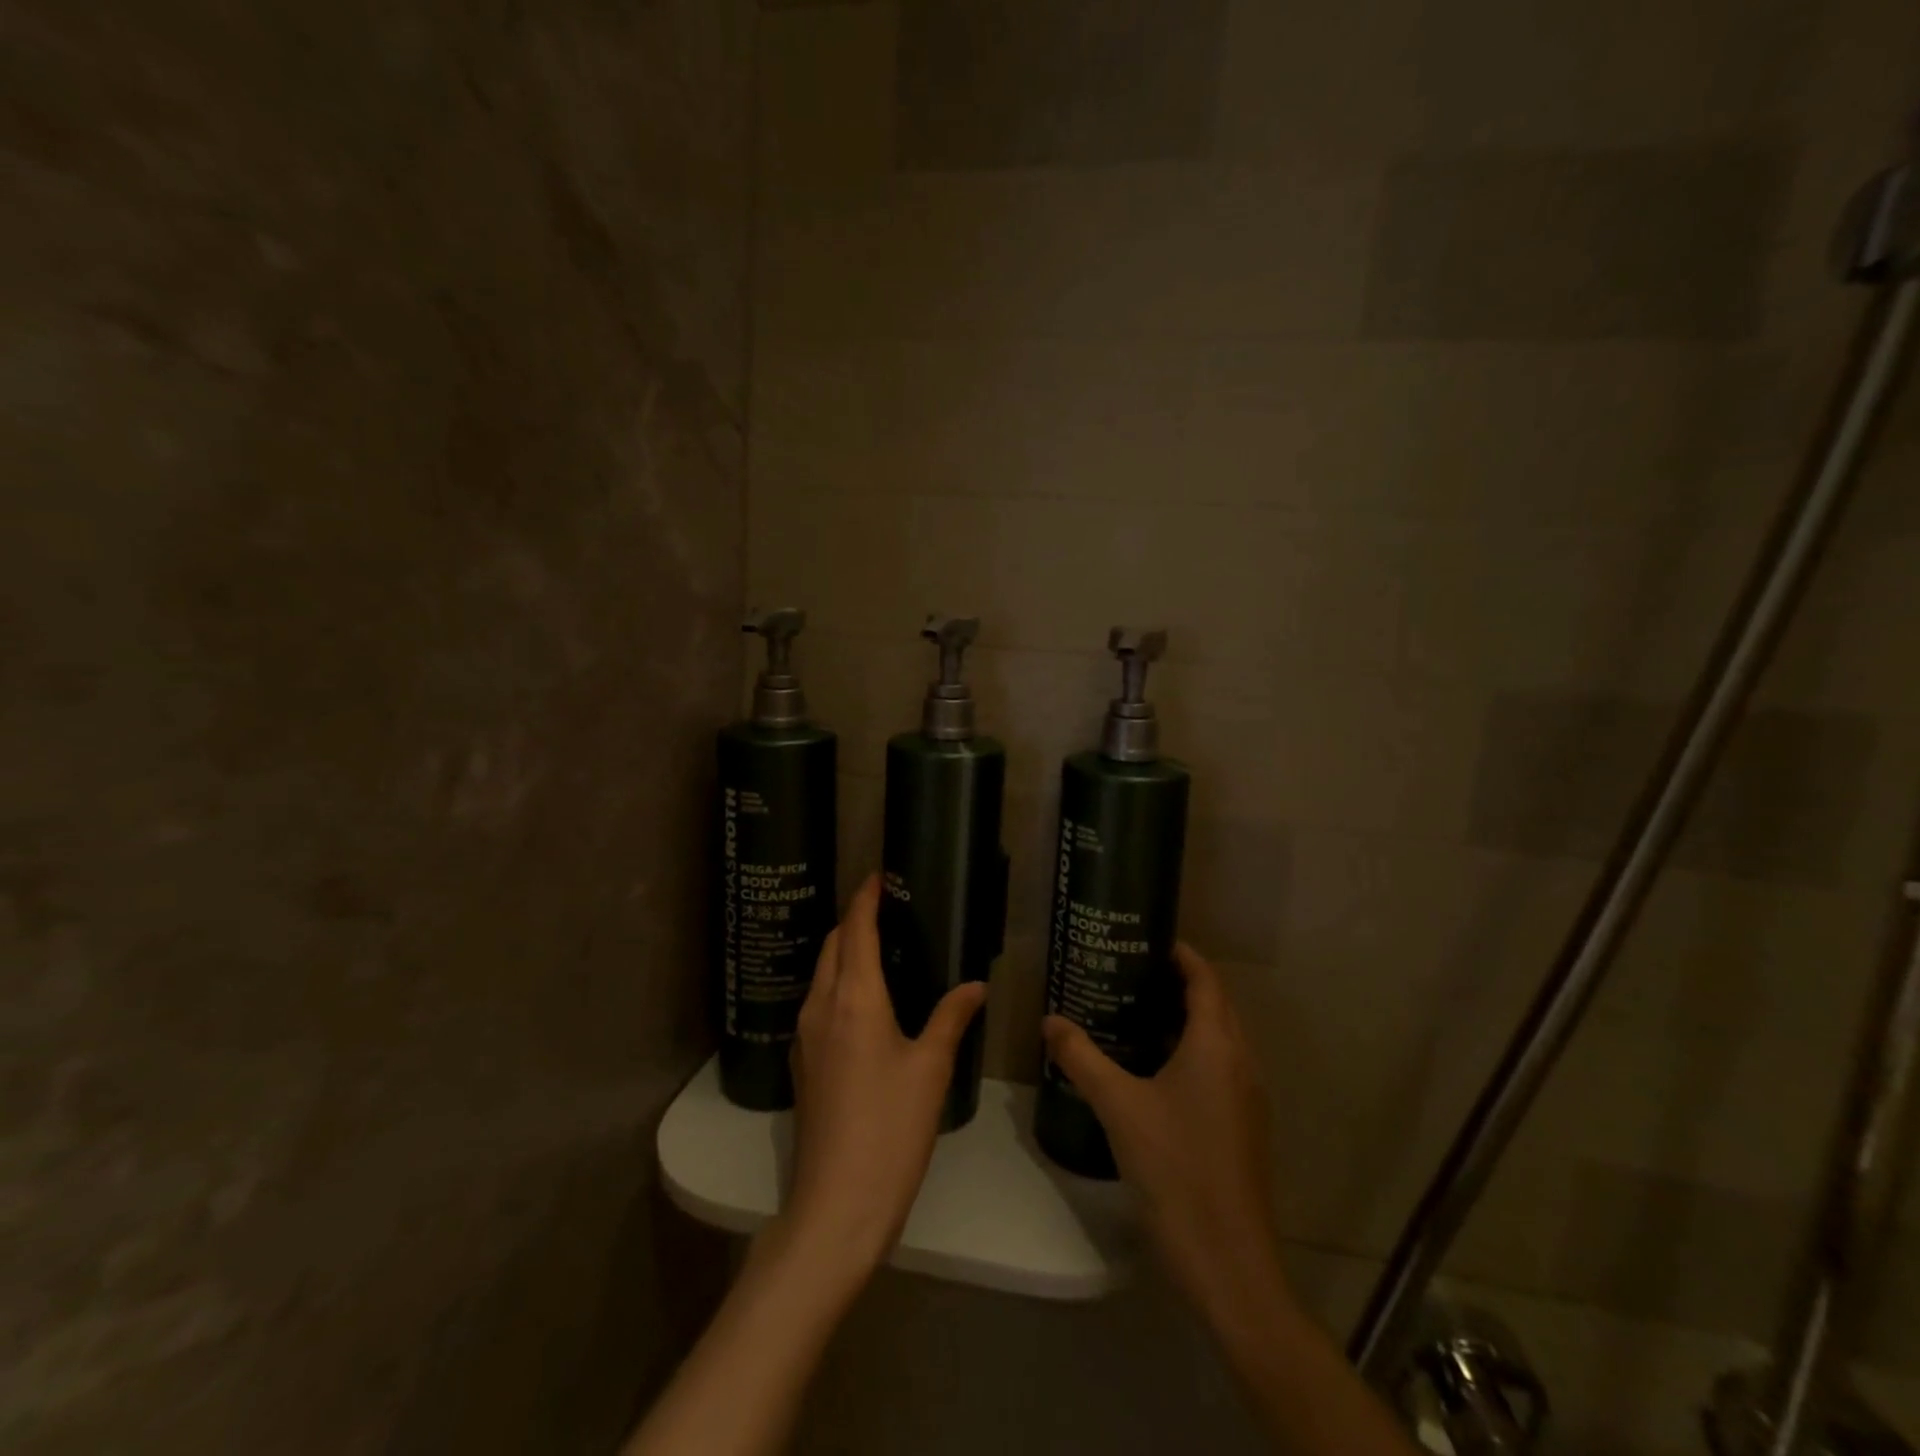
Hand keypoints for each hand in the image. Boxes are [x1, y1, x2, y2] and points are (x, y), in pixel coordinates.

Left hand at [780, 873, 986, 1280]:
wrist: (837, 1203)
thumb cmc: (891, 1128)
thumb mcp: (930, 1069)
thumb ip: (951, 1017)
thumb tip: (975, 985)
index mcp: (854, 998)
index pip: (855, 930)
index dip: (865, 898)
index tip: (878, 875)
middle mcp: (821, 1006)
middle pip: (832, 945)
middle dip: (852, 919)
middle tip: (885, 907)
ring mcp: (806, 1035)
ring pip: (821, 972)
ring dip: (843, 949)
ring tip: (878, 945)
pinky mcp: (803, 1061)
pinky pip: (818, 1001)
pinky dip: (837, 981)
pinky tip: (863, 998)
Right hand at [1041, 944, 1282, 1316]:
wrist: (1227, 1261)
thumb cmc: (1175, 1168)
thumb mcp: (1118, 1106)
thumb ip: (1082, 1058)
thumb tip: (1049, 1021)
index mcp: (1217, 1044)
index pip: (1204, 977)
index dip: (1179, 953)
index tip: (1142, 939)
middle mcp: (1240, 1061)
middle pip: (1212, 1004)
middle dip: (1174, 983)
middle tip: (1125, 971)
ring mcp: (1245, 1096)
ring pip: (1215, 1038)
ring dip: (1180, 1019)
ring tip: (1129, 1011)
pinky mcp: (1241, 1125)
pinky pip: (1216, 1068)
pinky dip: (1186, 1052)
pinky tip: (1147, 1068)